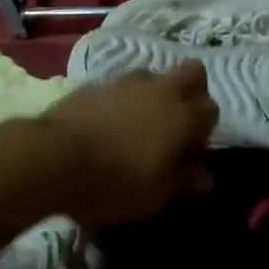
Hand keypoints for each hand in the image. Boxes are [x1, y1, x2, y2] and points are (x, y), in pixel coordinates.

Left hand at [44, 63, 216, 226]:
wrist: (56, 157)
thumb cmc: (114, 183)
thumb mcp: (154, 195)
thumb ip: (183, 181)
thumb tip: (205, 177)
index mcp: (182, 117)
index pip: (211, 108)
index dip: (205, 128)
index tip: (192, 149)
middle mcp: (162, 90)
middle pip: (193, 72)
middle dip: (193, 90)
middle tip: (177, 120)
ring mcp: (128, 81)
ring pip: (155, 75)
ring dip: (155, 93)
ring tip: (138, 122)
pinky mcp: (98, 81)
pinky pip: (122, 84)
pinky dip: (123, 98)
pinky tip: (108, 121)